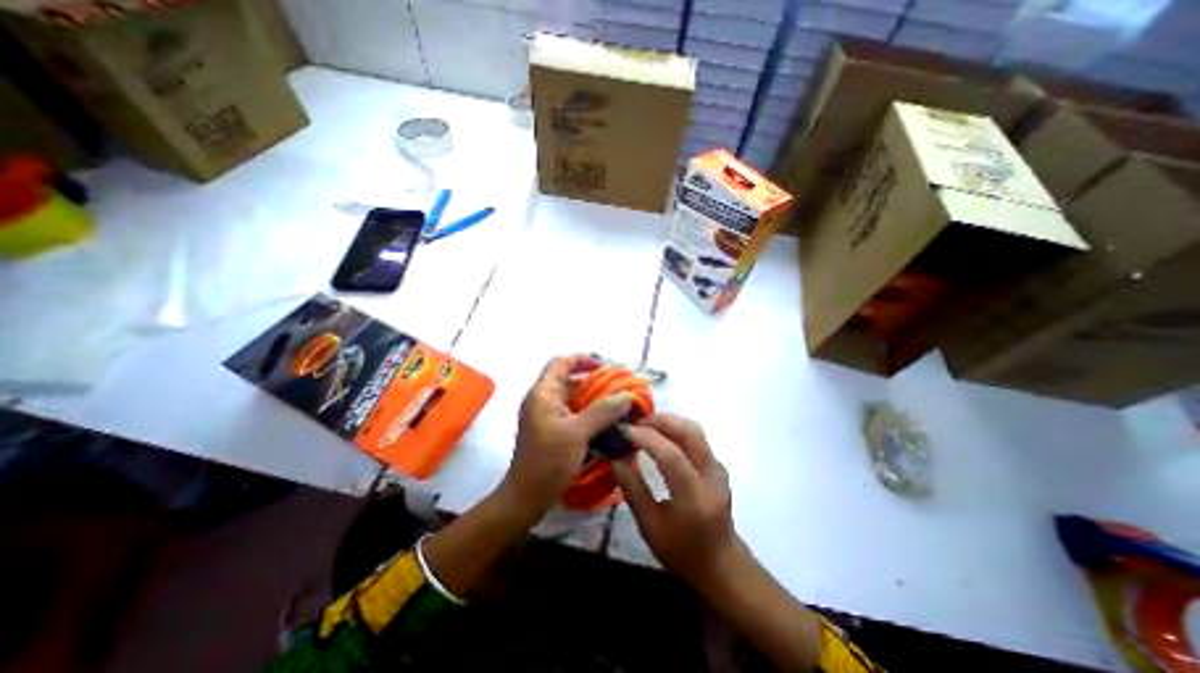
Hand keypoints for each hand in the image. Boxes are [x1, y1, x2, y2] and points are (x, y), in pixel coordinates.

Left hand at [496, 354, 629, 517]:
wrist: (526, 497)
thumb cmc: (548, 462)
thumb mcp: (577, 433)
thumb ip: (602, 411)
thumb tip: (626, 395)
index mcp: (543, 393)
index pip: (562, 362)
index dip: (584, 359)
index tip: (607, 368)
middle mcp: (544, 400)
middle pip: (571, 380)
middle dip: (596, 382)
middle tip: (620, 389)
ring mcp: (547, 415)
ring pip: (574, 398)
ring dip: (595, 399)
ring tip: (619, 406)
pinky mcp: (553, 430)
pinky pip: (574, 413)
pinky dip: (590, 414)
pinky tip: (608, 423)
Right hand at [619, 414, 741, 587]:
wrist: (722, 565)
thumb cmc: (682, 551)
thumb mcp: (650, 527)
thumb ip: (633, 490)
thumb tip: (615, 459)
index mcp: (694, 496)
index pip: (671, 454)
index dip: (646, 437)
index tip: (623, 430)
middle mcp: (711, 475)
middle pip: (689, 432)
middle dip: (660, 420)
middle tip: (635, 422)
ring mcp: (718, 468)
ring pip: (695, 430)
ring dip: (668, 421)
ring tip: (644, 426)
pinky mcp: (718, 465)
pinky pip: (697, 437)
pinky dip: (676, 429)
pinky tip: (660, 437)